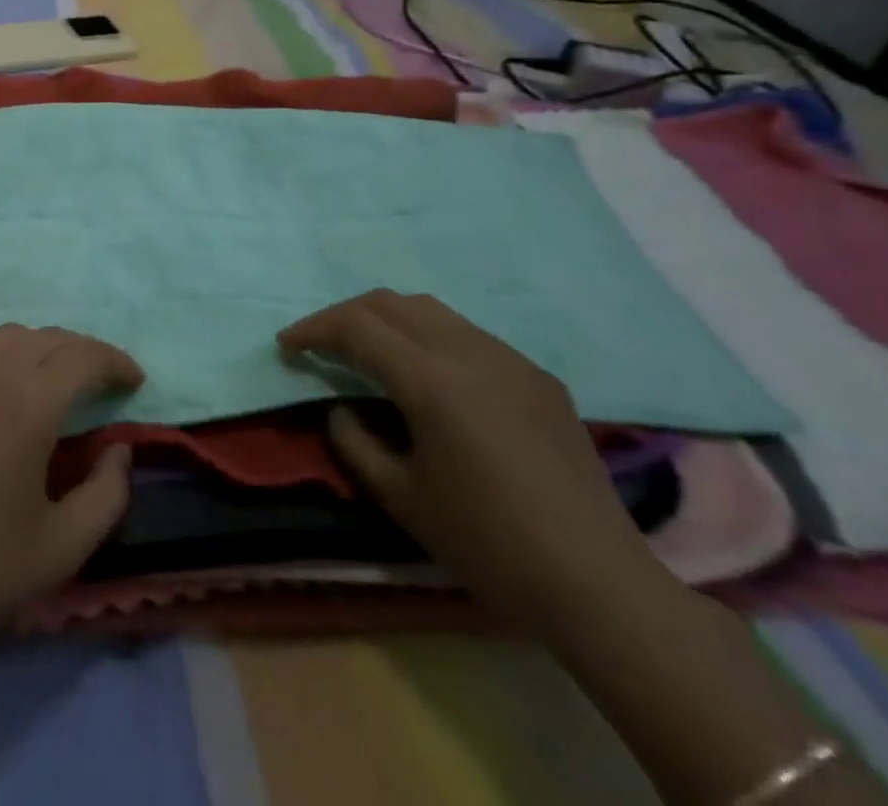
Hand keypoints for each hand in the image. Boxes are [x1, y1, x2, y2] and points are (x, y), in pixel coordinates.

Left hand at [0, 324, 143, 659]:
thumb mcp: (62, 548)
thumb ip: (108, 493)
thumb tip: (118, 448)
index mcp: (27, 403)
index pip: (85, 356)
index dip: (116, 362)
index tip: (133, 380)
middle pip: (46, 338)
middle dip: (81, 355)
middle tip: (97, 385)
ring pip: (3, 337)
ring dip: (36, 352)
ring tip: (46, 384)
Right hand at [279, 290, 674, 635]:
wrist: (600, 584)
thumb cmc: (489, 545)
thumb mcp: (401, 499)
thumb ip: (354, 442)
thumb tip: (340, 408)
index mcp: (433, 381)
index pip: (357, 327)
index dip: (314, 329)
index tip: (287, 345)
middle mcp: (471, 352)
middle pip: (392, 303)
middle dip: (346, 315)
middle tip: (321, 344)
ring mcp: (511, 360)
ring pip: (432, 311)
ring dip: (388, 321)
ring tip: (368, 352)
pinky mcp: (539, 377)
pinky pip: (469, 336)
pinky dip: (430, 338)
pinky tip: (430, 378)